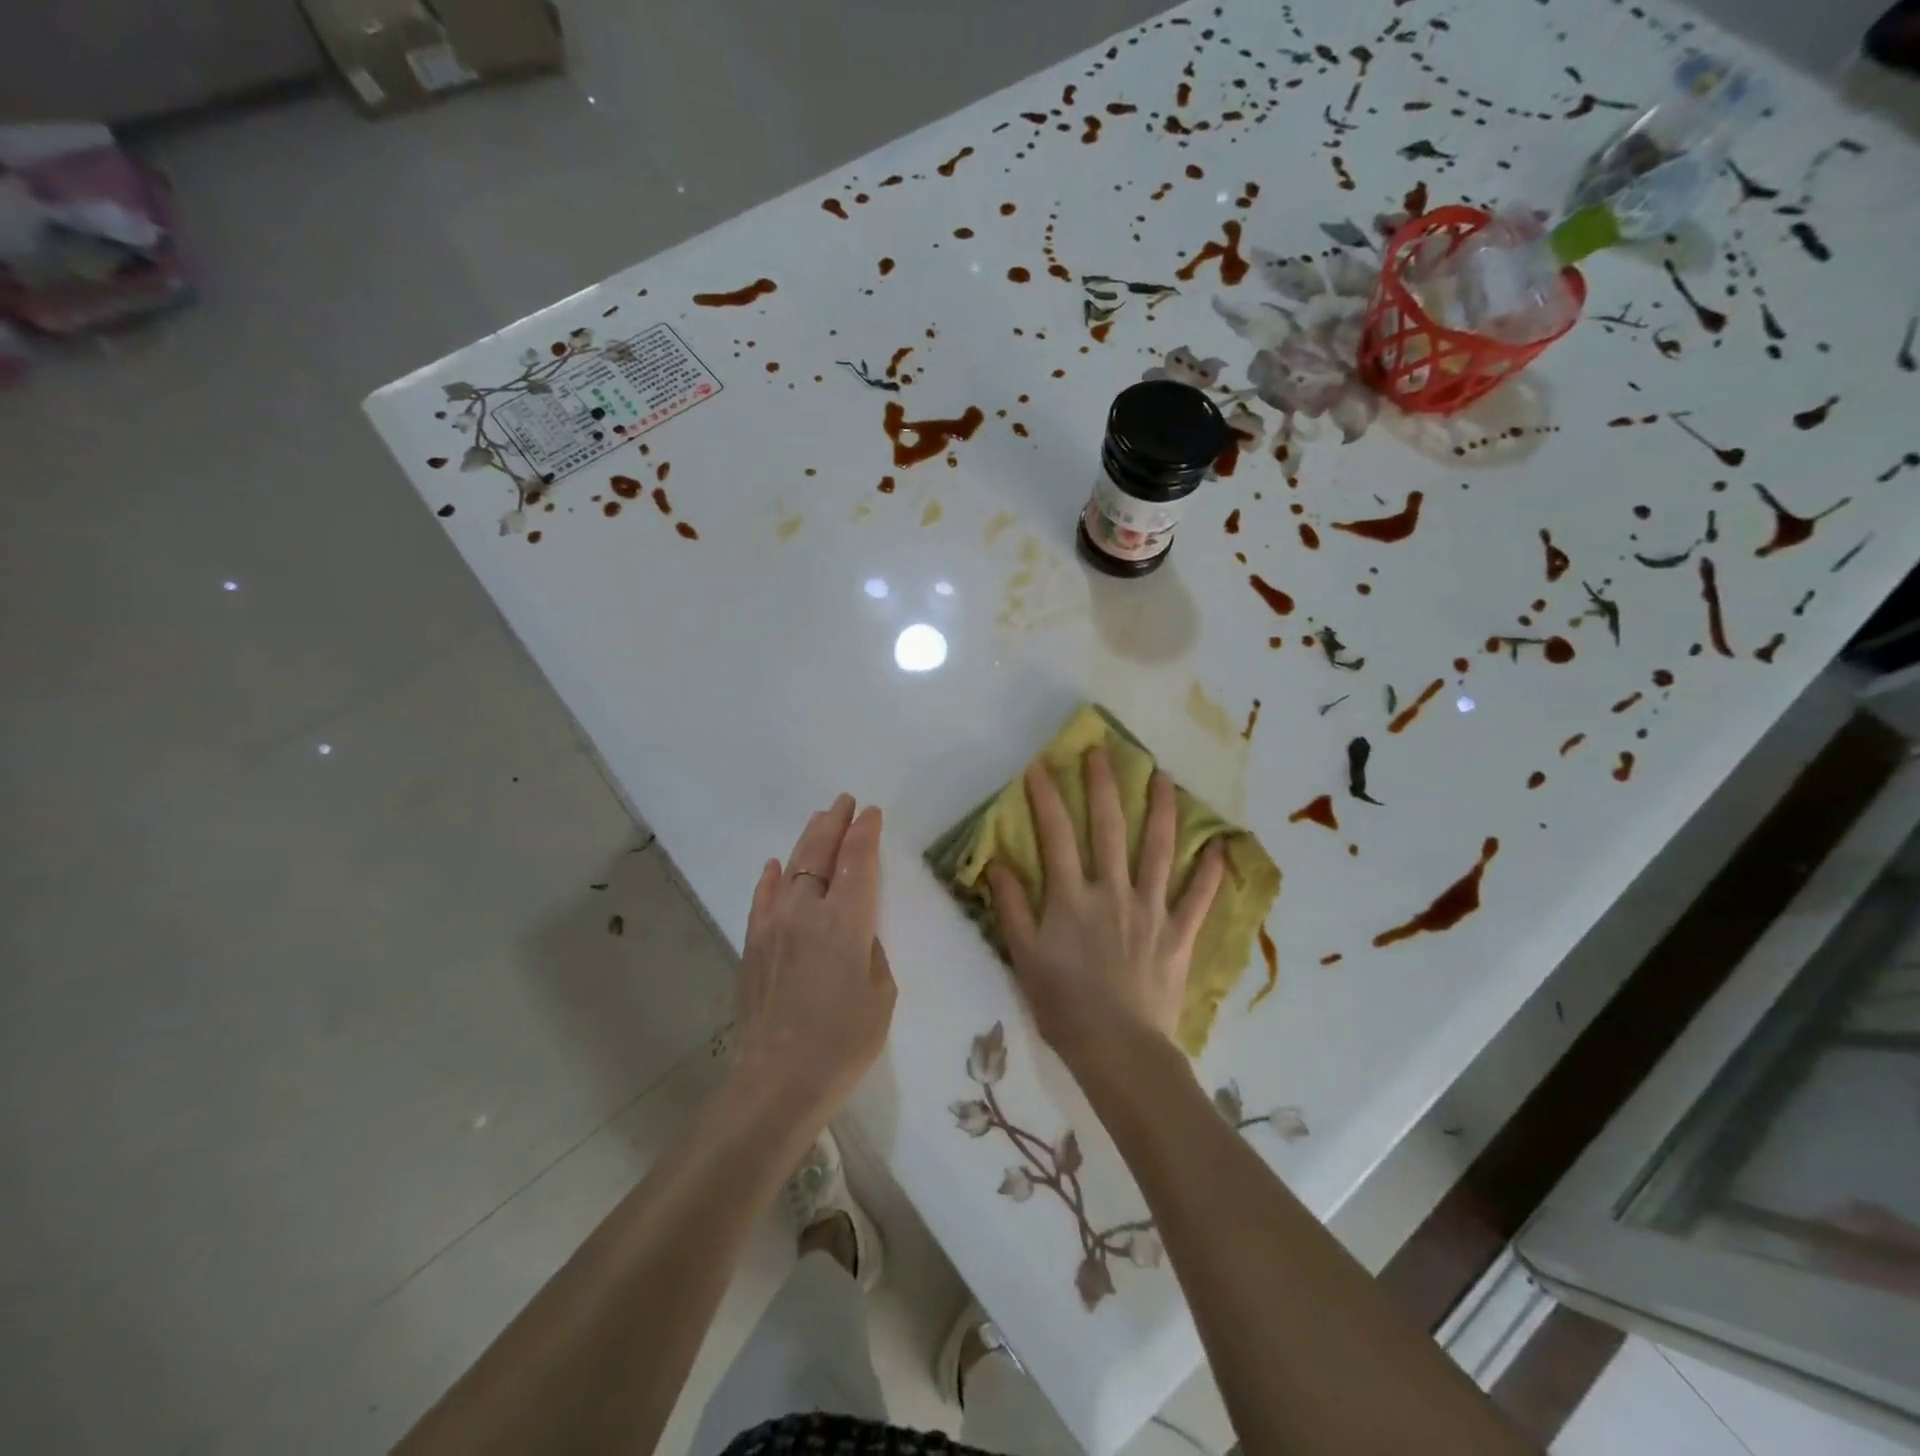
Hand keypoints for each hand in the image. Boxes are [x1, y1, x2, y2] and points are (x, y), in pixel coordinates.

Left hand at [733, 795, 896, 1127]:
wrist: (777, 1081)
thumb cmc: (843, 1043)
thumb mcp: (880, 994)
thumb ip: (870, 951)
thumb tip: (856, 932)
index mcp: (846, 922)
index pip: (858, 862)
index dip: (865, 833)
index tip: (871, 812)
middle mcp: (807, 911)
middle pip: (821, 854)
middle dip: (835, 824)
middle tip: (845, 802)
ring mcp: (774, 926)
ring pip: (791, 869)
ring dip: (807, 841)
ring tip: (819, 820)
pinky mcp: (753, 945)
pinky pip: (763, 899)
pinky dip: (771, 879)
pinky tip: (774, 866)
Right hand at [987, 749, 1222, 1066]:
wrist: (1120, 1051)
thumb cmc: (1064, 1006)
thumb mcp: (1024, 958)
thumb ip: (1011, 908)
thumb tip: (998, 863)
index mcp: (1072, 898)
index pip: (1056, 835)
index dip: (1046, 798)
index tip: (1040, 766)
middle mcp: (1113, 892)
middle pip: (1109, 828)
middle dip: (1104, 786)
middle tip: (1104, 752)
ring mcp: (1151, 910)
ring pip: (1159, 850)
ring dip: (1162, 810)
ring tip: (1164, 777)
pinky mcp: (1179, 934)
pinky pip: (1199, 897)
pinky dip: (1210, 871)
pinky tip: (1220, 846)